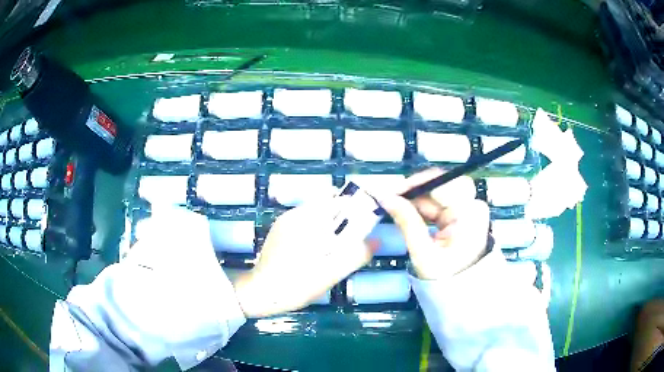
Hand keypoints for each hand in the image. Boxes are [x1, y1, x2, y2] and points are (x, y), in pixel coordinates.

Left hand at [233, 197, 374, 317]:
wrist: (261, 293)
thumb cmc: (296, 284)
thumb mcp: (331, 273)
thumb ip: (356, 255)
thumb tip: (377, 241)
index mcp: (307, 220)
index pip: (337, 200)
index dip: (355, 207)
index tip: (367, 220)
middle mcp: (295, 215)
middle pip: (327, 206)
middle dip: (344, 218)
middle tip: (353, 239)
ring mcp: (285, 222)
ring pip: (316, 215)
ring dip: (331, 225)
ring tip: (337, 247)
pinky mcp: (280, 231)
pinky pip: (305, 223)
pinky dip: (318, 230)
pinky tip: (320, 250)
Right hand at [376, 168, 489, 279]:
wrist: (461, 291)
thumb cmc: (444, 276)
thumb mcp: (422, 252)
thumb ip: (406, 221)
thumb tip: (385, 197)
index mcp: (469, 214)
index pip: (446, 183)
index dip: (420, 182)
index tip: (396, 191)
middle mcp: (472, 206)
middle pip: (443, 184)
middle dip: (417, 190)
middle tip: (394, 199)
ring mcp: (467, 209)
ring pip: (438, 192)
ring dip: (417, 199)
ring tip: (397, 208)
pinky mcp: (460, 214)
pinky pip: (439, 202)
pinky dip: (422, 206)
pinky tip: (408, 212)